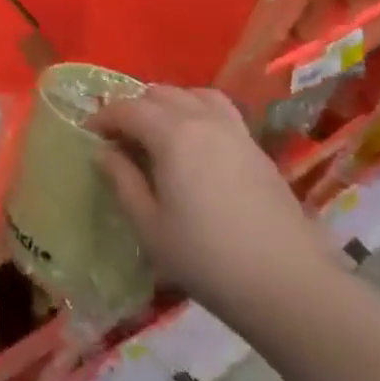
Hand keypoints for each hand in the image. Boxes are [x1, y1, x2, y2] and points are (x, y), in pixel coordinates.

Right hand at [90, 88, 341, 332]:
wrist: (290, 286)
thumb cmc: (208, 259)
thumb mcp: (150, 227)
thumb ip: (123, 182)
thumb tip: (105, 153)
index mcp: (172, 134)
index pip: (127, 108)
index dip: (103, 117)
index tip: (89, 134)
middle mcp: (203, 119)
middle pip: (160, 94)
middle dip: (134, 108)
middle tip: (121, 138)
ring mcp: (235, 131)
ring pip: (193, 95)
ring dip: (169, 105)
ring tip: (159, 133)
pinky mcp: (257, 149)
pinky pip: (220, 112)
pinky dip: (198, 113)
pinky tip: (196, 146)